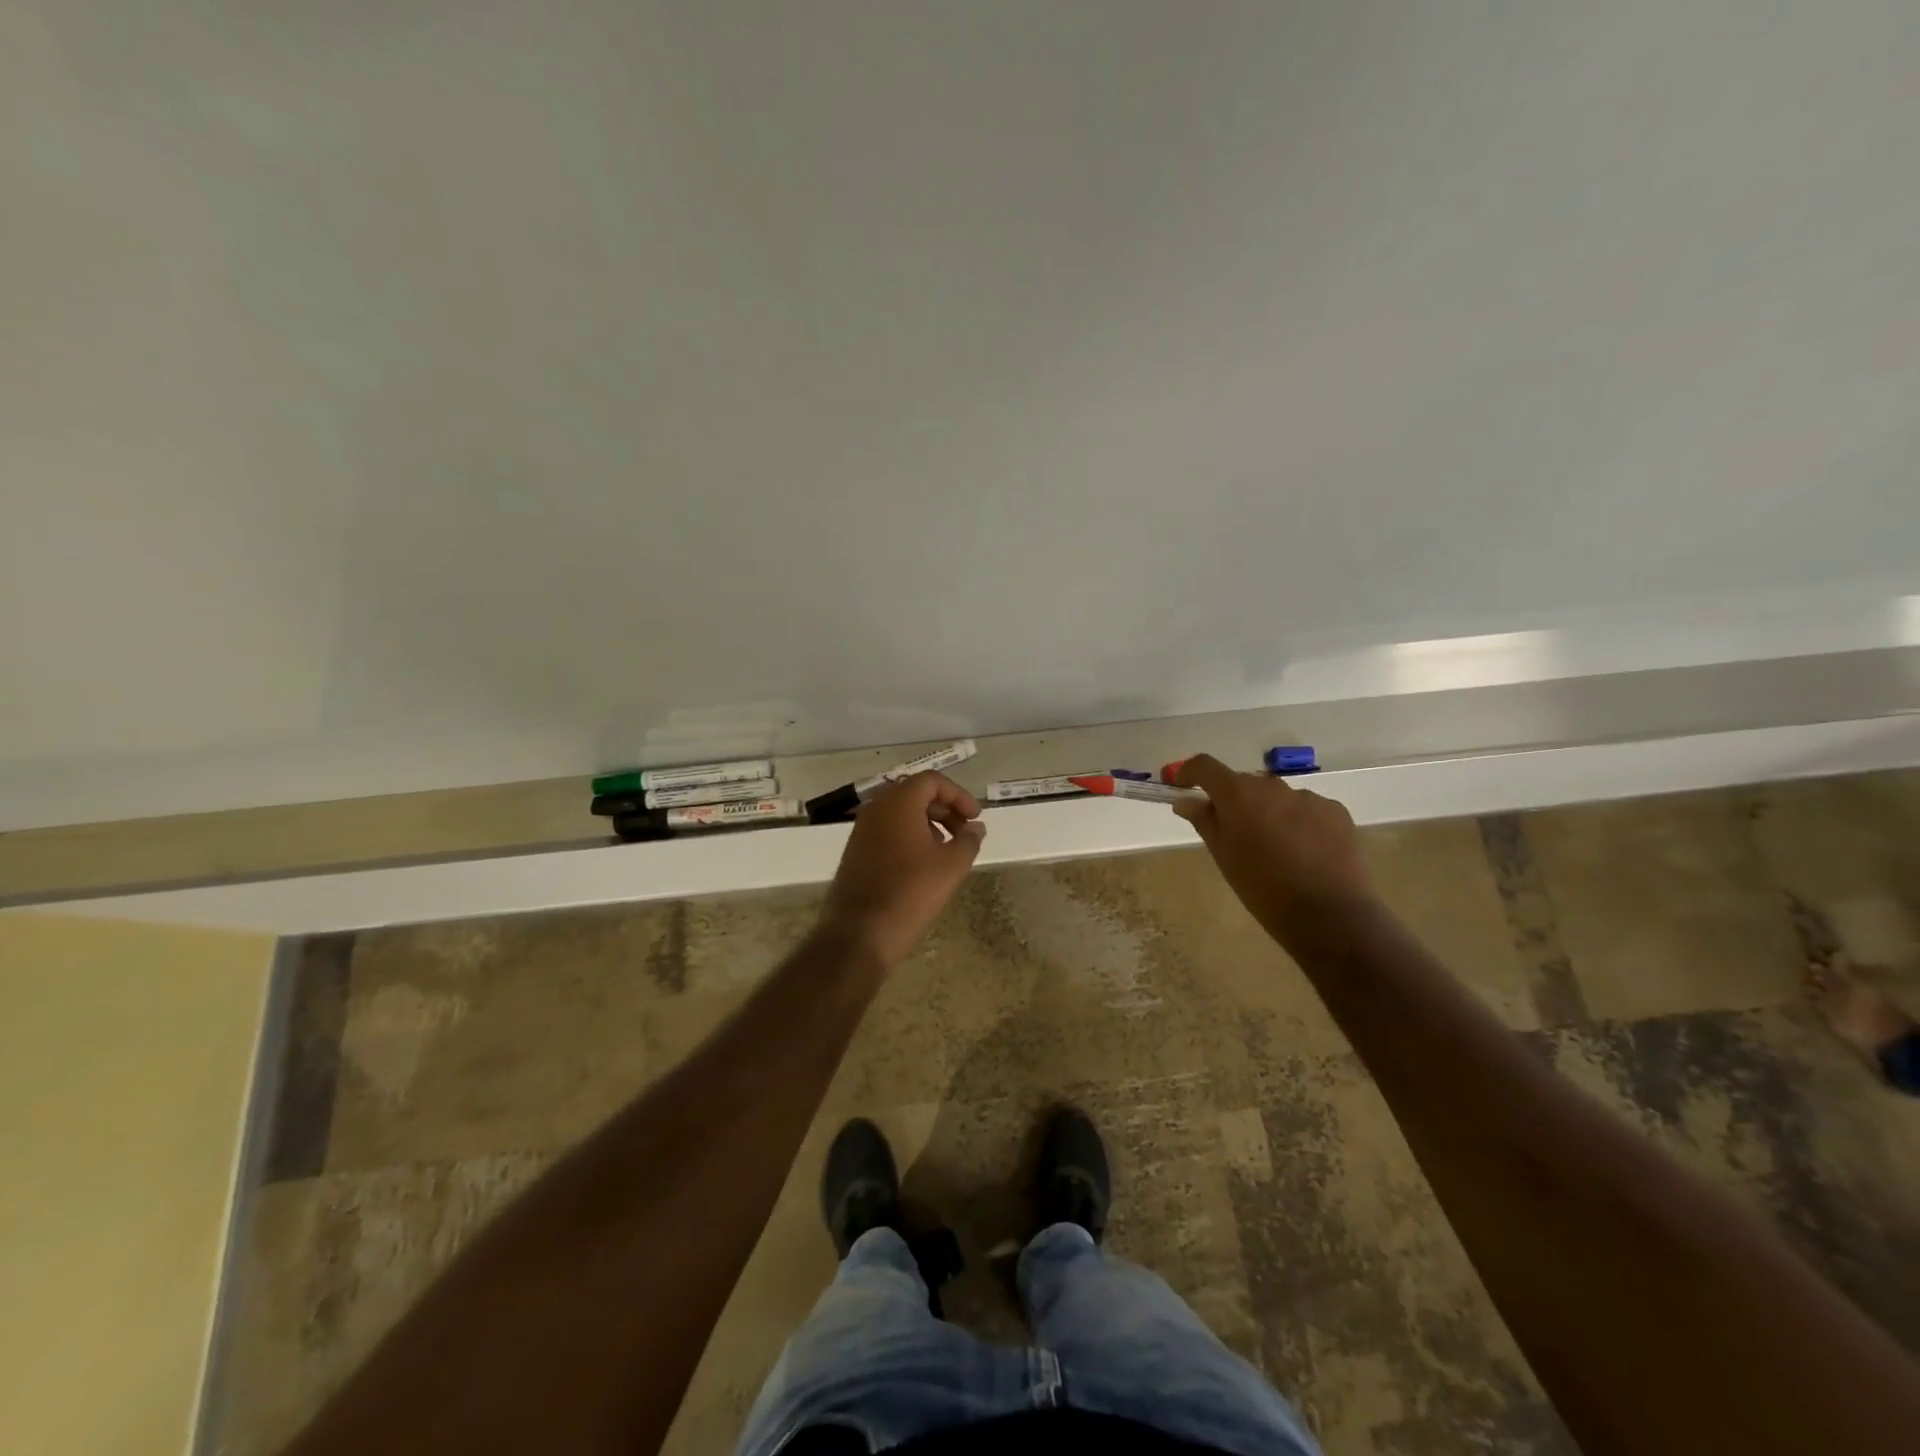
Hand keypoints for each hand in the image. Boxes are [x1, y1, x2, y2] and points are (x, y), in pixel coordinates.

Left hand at [818, 771, 985, 966]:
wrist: (859, 933)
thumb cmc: (910, 893)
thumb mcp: (951, 867)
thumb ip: (968, 840)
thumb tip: (976, 827)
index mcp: (898, 803)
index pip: (932, 780)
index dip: (958, 795)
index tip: (975, 818)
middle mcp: (876, 809)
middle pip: (915, 793)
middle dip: (944, 808)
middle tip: (964, 833)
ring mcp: (861, 830)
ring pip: (900, 812)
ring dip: (928, 823)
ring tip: (947, 850)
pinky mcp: (855, 851)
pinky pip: (887, 830)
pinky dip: (909, 836)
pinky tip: (923, 864)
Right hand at [1169, 754, 1374, 942]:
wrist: (1328, 915)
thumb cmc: (1262, 887)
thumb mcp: (1223, 856)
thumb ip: (1204, 821)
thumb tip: (1185, 801)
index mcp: (1238, 794)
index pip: (1205, 766)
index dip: (1189, 772)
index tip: (1183, 787)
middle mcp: (1273, 786)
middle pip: (1243, 783)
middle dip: (1232, 800)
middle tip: (1232, 832)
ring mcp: (1308, 797)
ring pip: (1276, 797)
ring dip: (1267, 811)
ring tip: (1274, 848)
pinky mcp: (1336, 811)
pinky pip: (1306, 808)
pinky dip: (1297, 821)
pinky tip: (1304, 852)